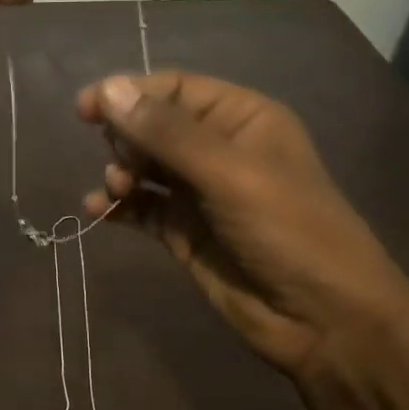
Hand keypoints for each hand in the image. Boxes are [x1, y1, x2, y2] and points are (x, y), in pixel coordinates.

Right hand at [77, 73, 408, 383]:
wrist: (322, 320)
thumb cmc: (288, 231)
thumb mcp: (229, 174)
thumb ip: (167, 134)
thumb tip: (107, 89)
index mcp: (242, 119)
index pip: (175, 89)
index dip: (130, 94)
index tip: (86, 110)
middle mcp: (218, 149)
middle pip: (154, 126)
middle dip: (126, 139)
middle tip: (121, 166)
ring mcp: (200, 193)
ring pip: (143, 167)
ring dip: (120, 173)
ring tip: (116, 192)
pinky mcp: (184, 232)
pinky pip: (141, 207)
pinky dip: (118, 206)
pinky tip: (97, 211)